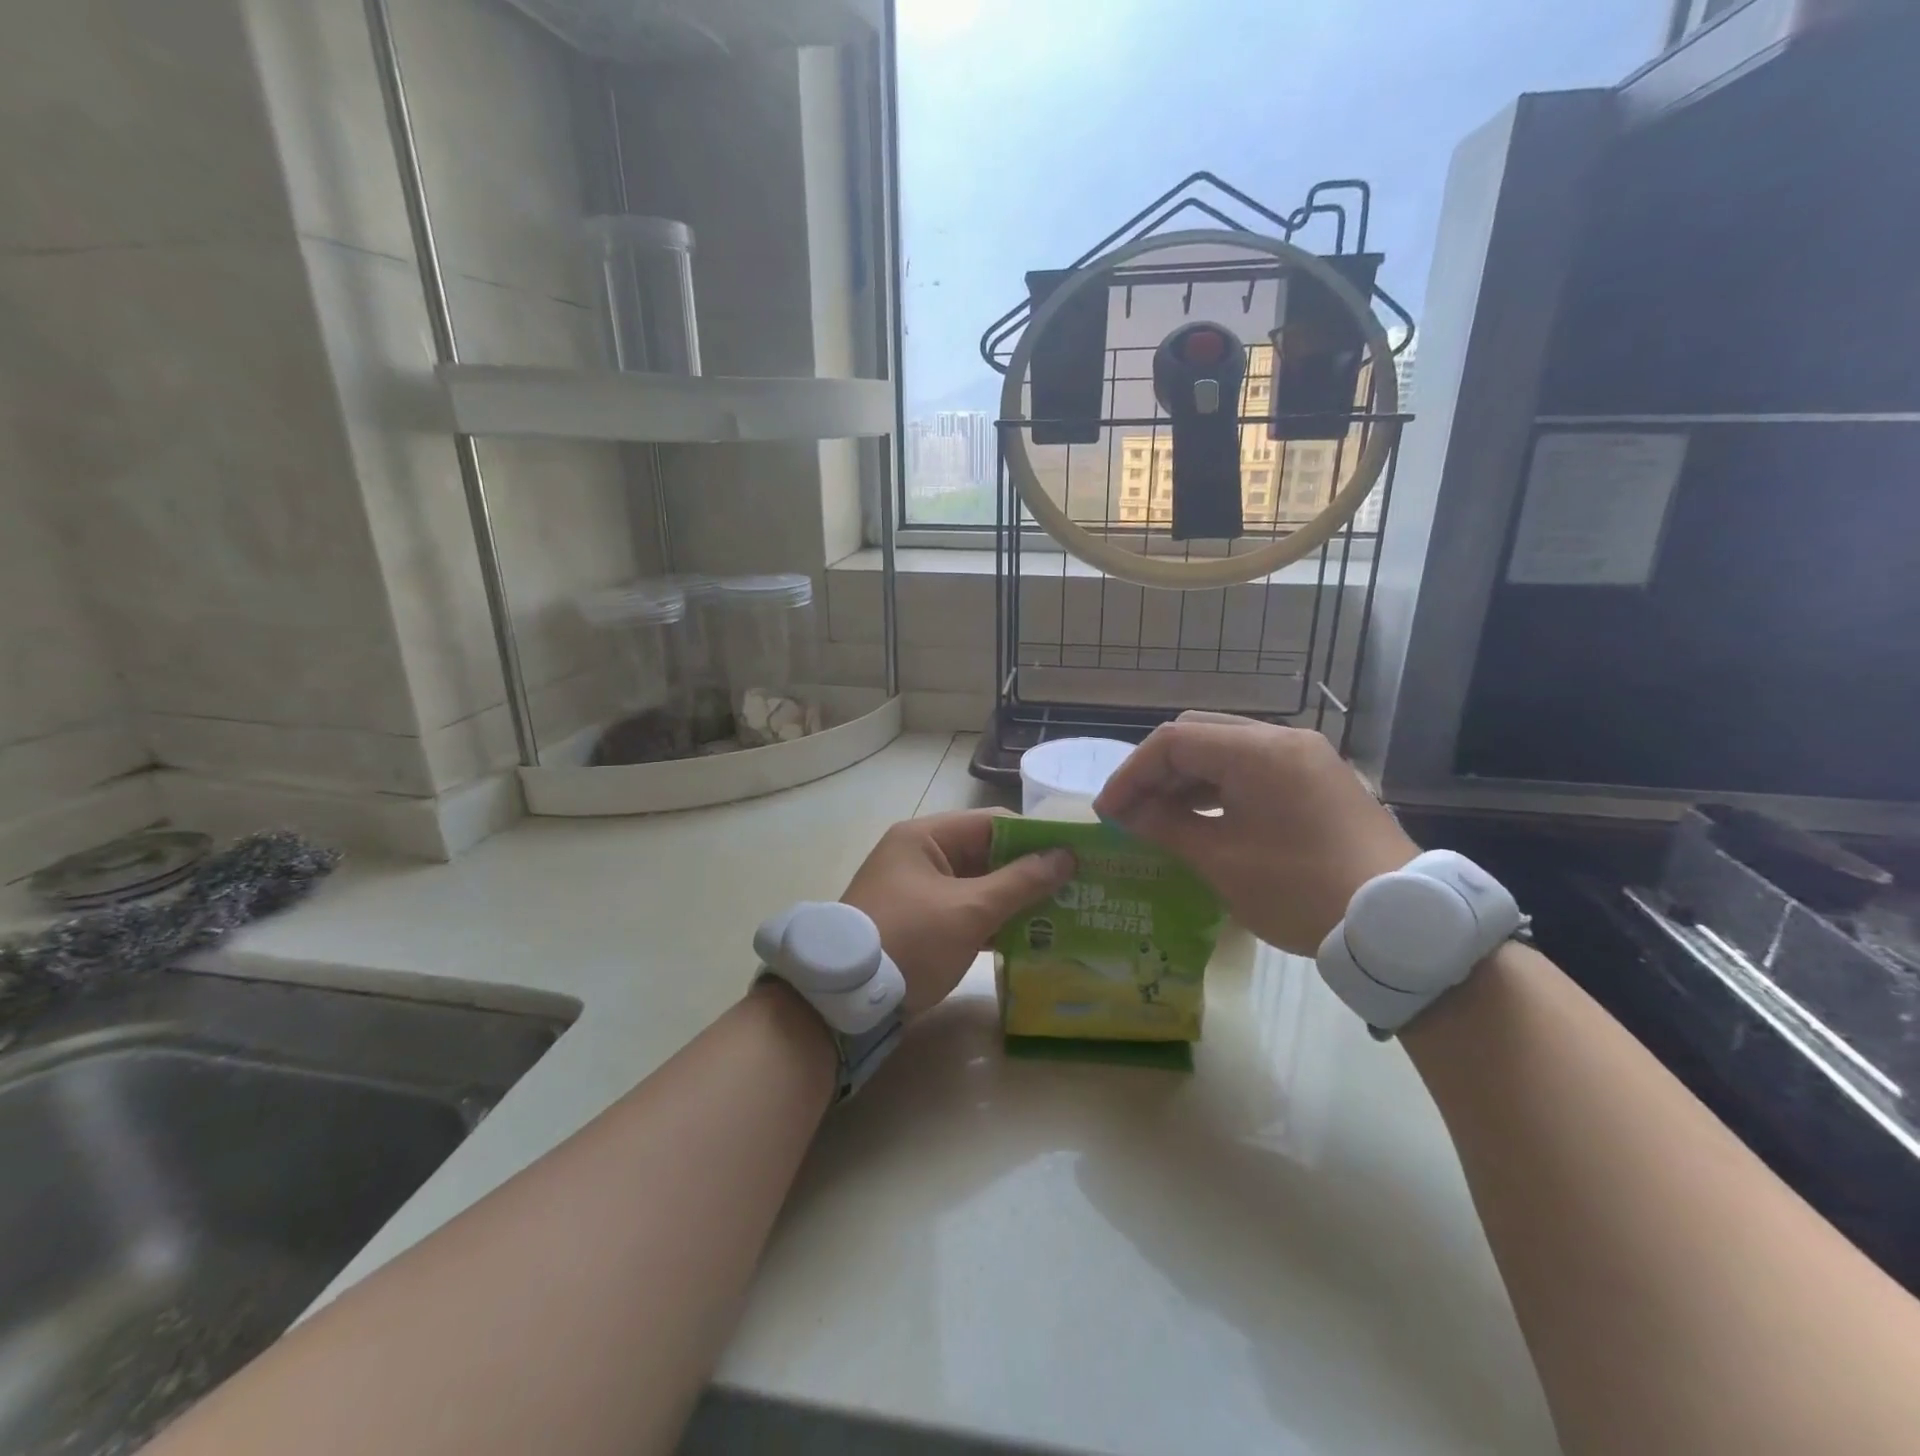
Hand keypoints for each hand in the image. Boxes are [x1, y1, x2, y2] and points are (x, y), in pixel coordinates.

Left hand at [840, 810, 1074, 1014]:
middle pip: (986, 854)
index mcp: (925, 837)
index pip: (992, 823)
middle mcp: (920, 856)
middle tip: (1079, 887)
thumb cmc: (910, 940)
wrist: (845, 1000)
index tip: (1077, 854)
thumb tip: (1066, 856)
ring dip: (1015, 900)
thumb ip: (1020, 882)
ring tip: (1066, 913)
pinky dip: (994, 922)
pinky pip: (965, 912)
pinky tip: (1032, 938)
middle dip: (1030, 872)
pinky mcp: (920, 924)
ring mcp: (918, 891)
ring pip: (978, 886)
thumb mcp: (969, 910)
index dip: (1036, 837)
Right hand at [1093, 712, 1416, 954]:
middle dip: (1156, 771)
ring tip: (1159, 818)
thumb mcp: (1221, 860)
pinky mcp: (1318, 780)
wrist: (1399, 923)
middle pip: (1198, 735)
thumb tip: (1127, 813)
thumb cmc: (1300, 889)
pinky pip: (1254, 769)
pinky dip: (1219, 788)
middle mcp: (1282, 740)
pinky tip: (1202, 819)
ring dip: (1186, 779)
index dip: (1131, 774)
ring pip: (1226, 750)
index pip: (1173, 742)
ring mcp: (1305, 758)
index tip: (1108, 812)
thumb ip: (1166, 827)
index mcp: (1257, 751)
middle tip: (1130, 811)